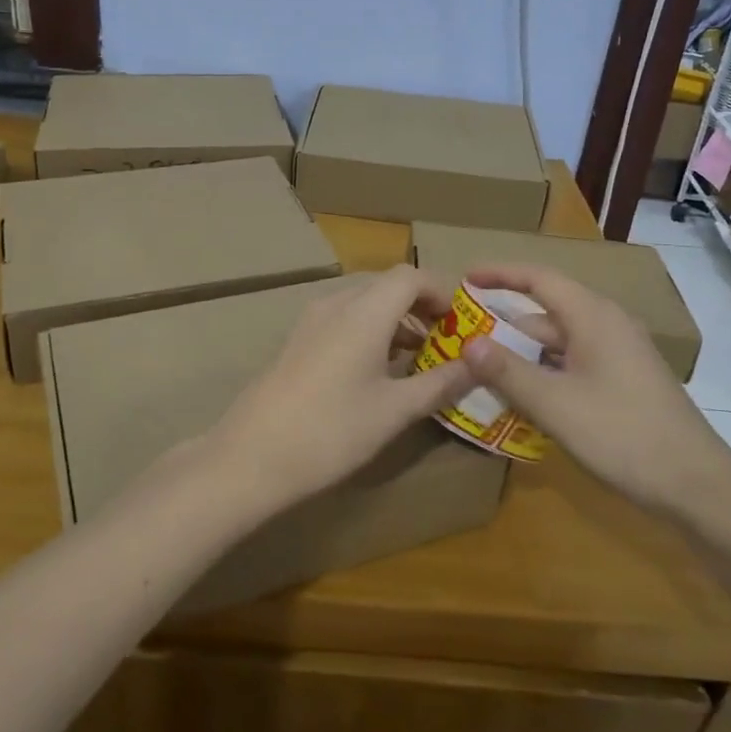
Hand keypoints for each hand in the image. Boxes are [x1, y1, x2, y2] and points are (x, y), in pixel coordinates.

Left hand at [208, 267, 474, 514]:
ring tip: (417, 359)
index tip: (462, 324)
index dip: (441, 293)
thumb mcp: (395, 410)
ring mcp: (311, 320)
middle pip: (387, 285)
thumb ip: (439, 383)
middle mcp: (336, 303)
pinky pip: (343, 319)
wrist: (253, 455)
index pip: (411, 276)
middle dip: (420, 307)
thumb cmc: (332, 430)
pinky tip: (377, 370)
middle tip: (446, 342)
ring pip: (363, 302)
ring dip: (394, 320)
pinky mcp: (298, 340)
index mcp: (364, 311)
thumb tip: (478, 365)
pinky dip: (370, 331)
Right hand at [459, 264, 730, 515]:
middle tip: (465, 334)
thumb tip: (468, 342)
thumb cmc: (622, 434)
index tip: (465, 277)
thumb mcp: (554, 404)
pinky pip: (574, 362)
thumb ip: (507, 371)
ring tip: (485, 367)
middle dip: (506, 320)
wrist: (698, 486)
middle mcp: (608, 325)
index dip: (500, 273)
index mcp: (593, 316)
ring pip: (560, 341)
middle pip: (547, 311)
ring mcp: (621, 354)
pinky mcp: (626, 380)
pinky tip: (525, 396)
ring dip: (524, 351)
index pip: (539, 278)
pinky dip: (545, 370)